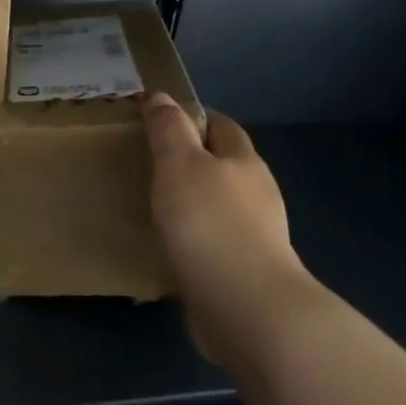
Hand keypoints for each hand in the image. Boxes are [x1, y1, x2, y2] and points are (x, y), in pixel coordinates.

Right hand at [143, 94, 310, 350]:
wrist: (247, 308)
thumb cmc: (210, 222)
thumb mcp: (179, 163)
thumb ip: (169, 129)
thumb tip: (161, 96)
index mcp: (244, 161)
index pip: (221, 125)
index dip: (193, 117)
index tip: (159, 121)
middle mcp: (257, 194)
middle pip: (223, 165)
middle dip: (192, 161)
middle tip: (148, 162)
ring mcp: (256, 236)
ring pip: (219, 206)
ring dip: (192, 203)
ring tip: (154, 205)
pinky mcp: (245, 272)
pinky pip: (215, 243)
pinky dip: (194, 239)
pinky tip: (170, 247)